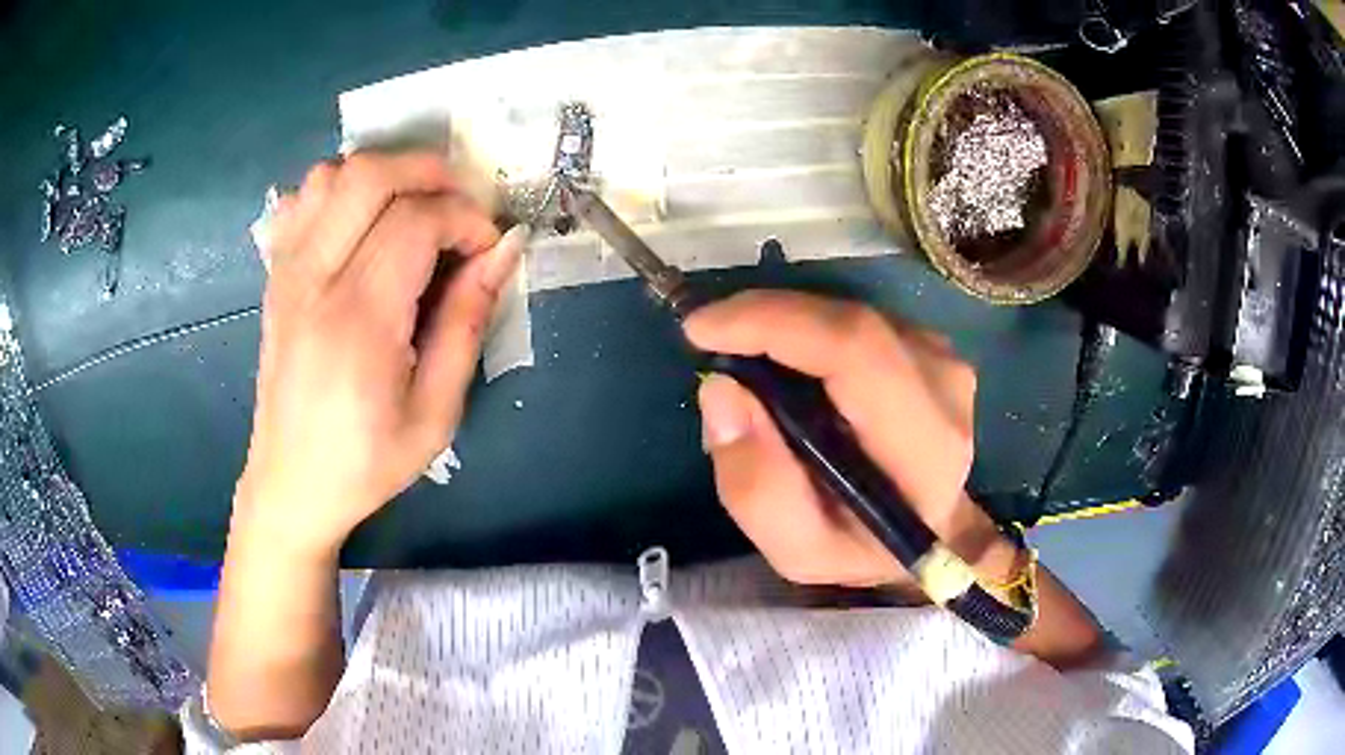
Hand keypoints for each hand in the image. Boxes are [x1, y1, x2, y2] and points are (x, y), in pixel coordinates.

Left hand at [234, 152, 523, 555]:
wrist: (291, 484)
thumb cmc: (366, 461)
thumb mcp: (436, 413)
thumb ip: (467, 322)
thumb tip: (504, 249)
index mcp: (358, 320)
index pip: (416, 221)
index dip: (466, 219)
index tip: (488, 248)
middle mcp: (314, 280)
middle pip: (369, 175)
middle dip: (429, 172)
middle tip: (459, 207)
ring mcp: (287, 272)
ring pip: (333, 174)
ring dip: (384, 175)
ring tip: (414, 210)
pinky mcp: (275, 275)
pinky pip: (303, 198)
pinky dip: (341, 189)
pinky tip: (363, 221)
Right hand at [685, 290, 1001, 588]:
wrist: (927, 532)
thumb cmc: (862, 547)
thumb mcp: (797, 549)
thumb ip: (756, 486)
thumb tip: (721, 391)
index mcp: (923, 443)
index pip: (855, 349)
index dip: (774, 323)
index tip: (701, 330)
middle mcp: (944, 385)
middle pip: (847, 322)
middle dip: (765, 319)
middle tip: (710, 341)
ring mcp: (941, 357)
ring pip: (846, 314)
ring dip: (784, 326)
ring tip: (746, 361)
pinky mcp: (928, 343)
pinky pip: (853, 320)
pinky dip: (807, 330)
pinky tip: (786, 363)